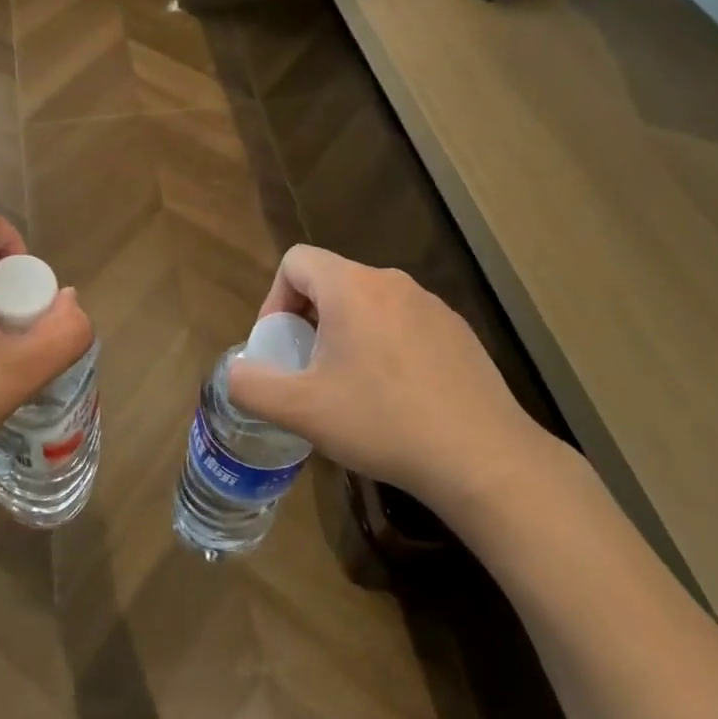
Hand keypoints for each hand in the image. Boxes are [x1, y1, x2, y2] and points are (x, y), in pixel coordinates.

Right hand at [226, 246, 562, 513]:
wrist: (482, 457)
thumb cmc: (382, 423)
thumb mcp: (301, 410)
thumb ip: (252, 385)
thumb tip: (235, 372)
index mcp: (351, 287)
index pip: (296, 261)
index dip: (274, 299)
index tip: (280, 345)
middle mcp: (392, 283)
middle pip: (331, 282)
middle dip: (309, 321)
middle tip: (309, 372)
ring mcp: (431, 305)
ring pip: (369, 304)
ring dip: (347, 335)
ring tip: (350, 389)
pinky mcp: (457, 332)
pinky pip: (403, 324)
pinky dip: (385, 347)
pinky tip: (396, 398)